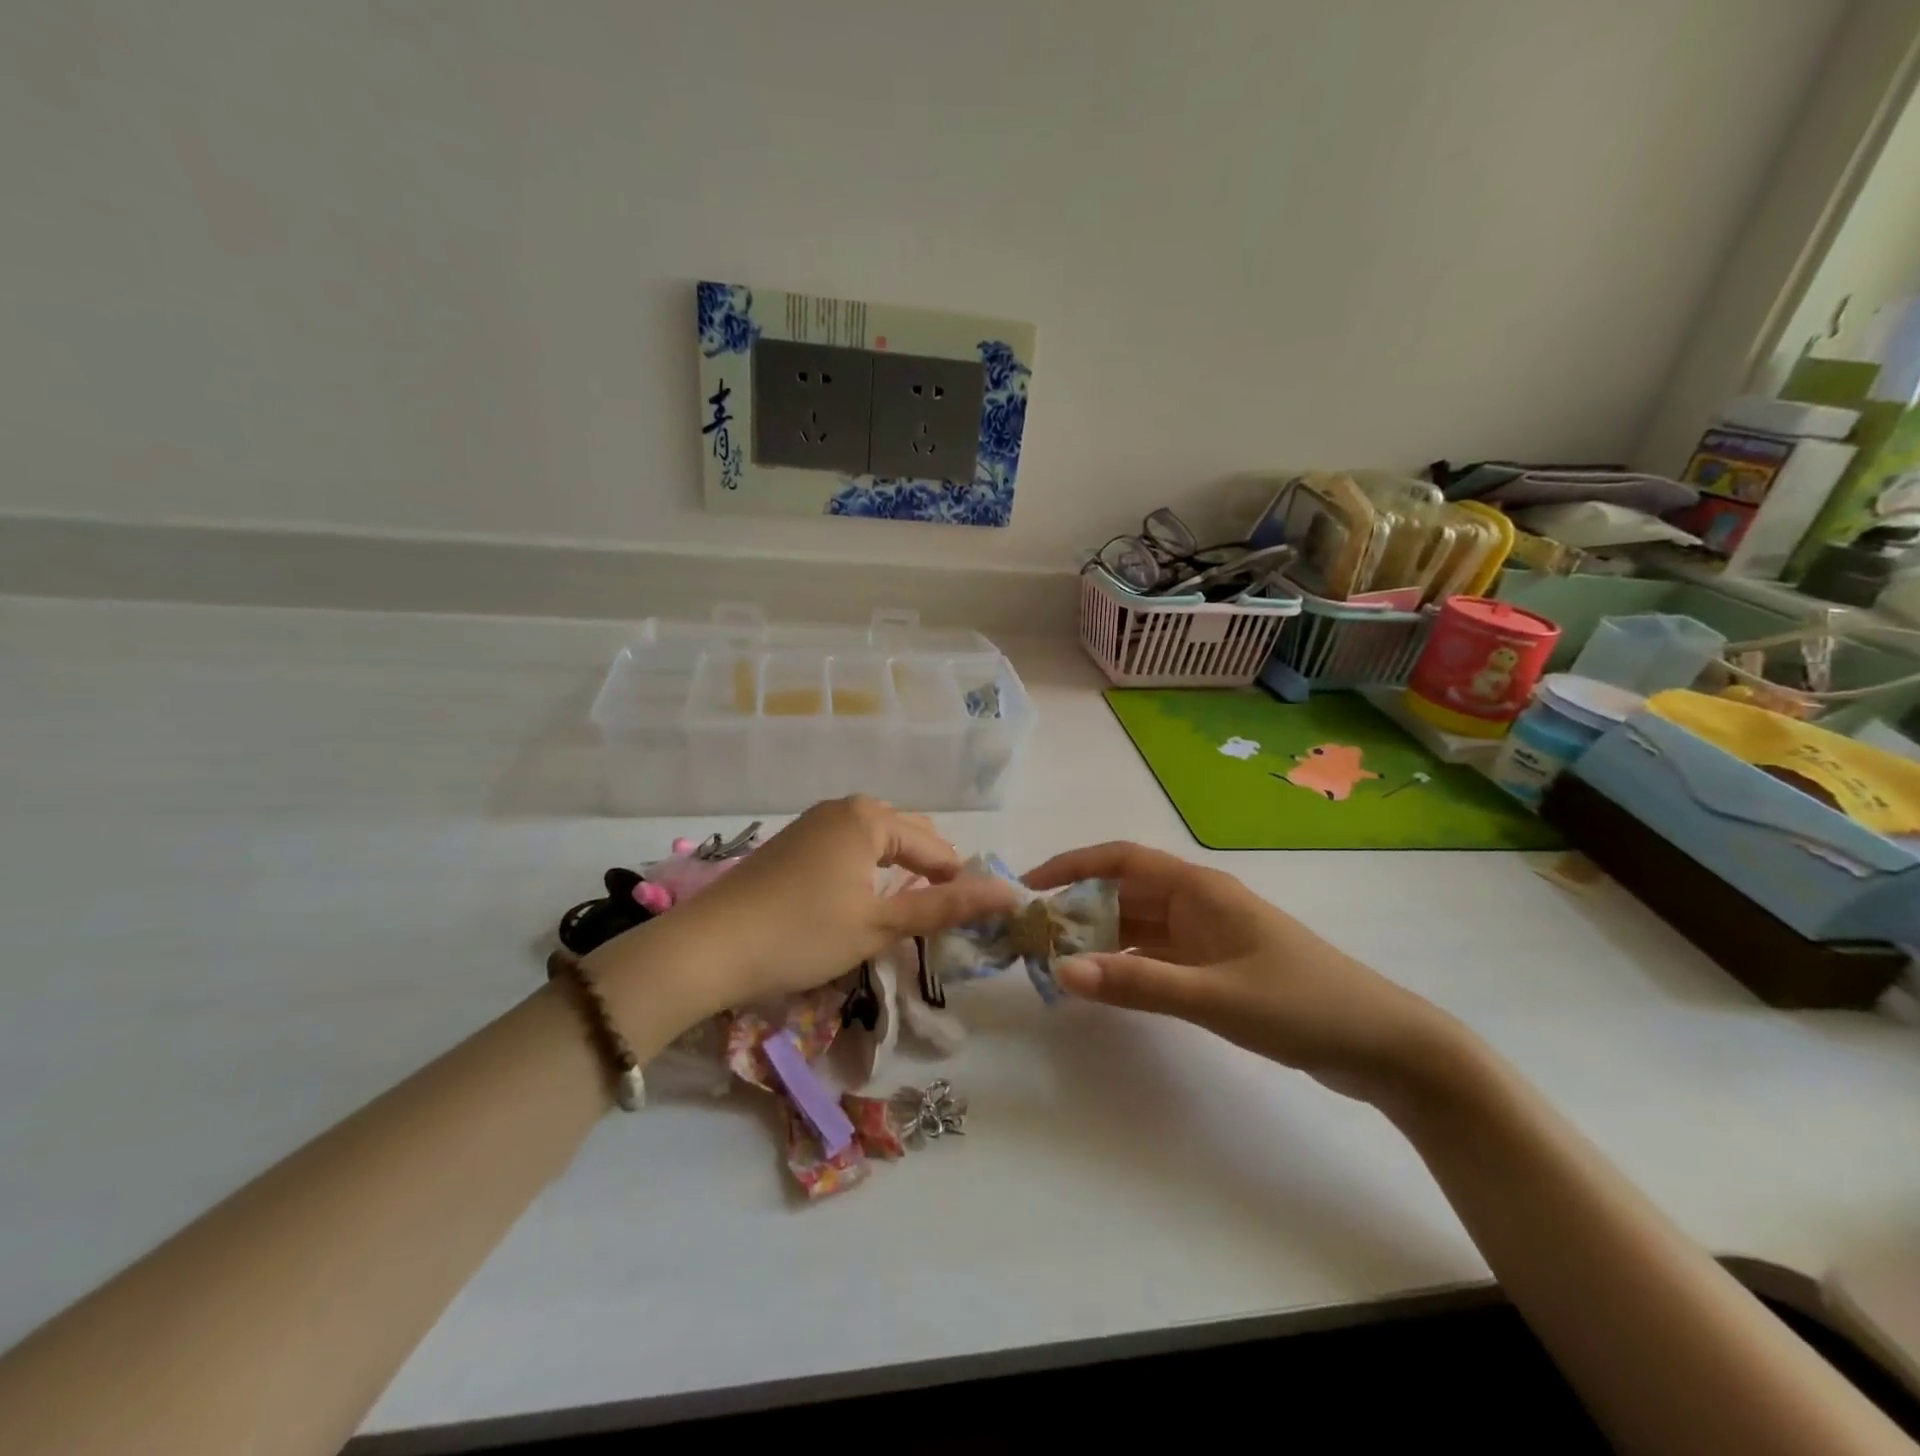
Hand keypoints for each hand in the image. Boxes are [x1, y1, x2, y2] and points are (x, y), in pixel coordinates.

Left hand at [588, 797, 1017, 1024]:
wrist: (708, 947)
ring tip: (904, 910)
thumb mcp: (880, 924)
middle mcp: (844, 807)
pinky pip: (848, 845)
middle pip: (907, 834)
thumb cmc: (803, 934)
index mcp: (870, 817)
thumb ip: (946, 907)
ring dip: (897, 871)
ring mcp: (814, 821)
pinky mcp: (793, 841)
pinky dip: (867, 869)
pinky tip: (860, 899)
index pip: (935, 846)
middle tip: (935, 919)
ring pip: (876, 840)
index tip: (965, 921)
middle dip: (928, 872)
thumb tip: (1010, 894)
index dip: (955, 883)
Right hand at [1024, 842, 1454, 1100]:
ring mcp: (1210, 935)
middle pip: (1126, 891)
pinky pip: (1158, 954)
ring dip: (1101, 937)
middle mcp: (1199, 903)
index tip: (1029, 886)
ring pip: (1140, 924)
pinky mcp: (1219, 966)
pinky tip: (1104, 982)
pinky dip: (1128, 962)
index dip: (1072, 865)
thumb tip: (1061, 971)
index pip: (1122, 860)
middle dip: (1079, 906)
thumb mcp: (1213, 995)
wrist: (1385, 1046)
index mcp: (1199, 889)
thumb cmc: (1301, 1005)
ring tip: (1056, 959)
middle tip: (1033, 935)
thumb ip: (1136, 983)